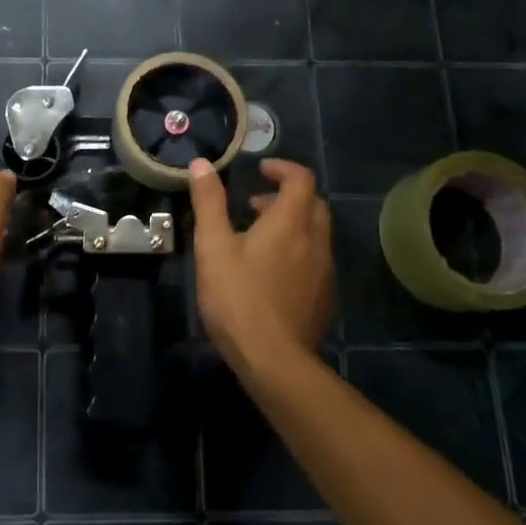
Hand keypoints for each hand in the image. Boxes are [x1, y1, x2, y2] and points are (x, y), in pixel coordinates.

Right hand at [188, 157, 332, 371]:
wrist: (274, 361)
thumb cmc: (238, 297)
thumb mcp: (213, 246)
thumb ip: (209, 202)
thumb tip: (201, 163)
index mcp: (291, 222)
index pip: (301, 179)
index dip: (282, 168)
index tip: (260, 170)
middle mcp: (316, 240)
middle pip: (313, 203)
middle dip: (286, 196)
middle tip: (255, 205)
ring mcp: (324, 271)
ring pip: (316, 233)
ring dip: (292, 224)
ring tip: (258, 239)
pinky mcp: (323, 296)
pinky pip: (315, 259)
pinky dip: (297, 250)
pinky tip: (271, 273)